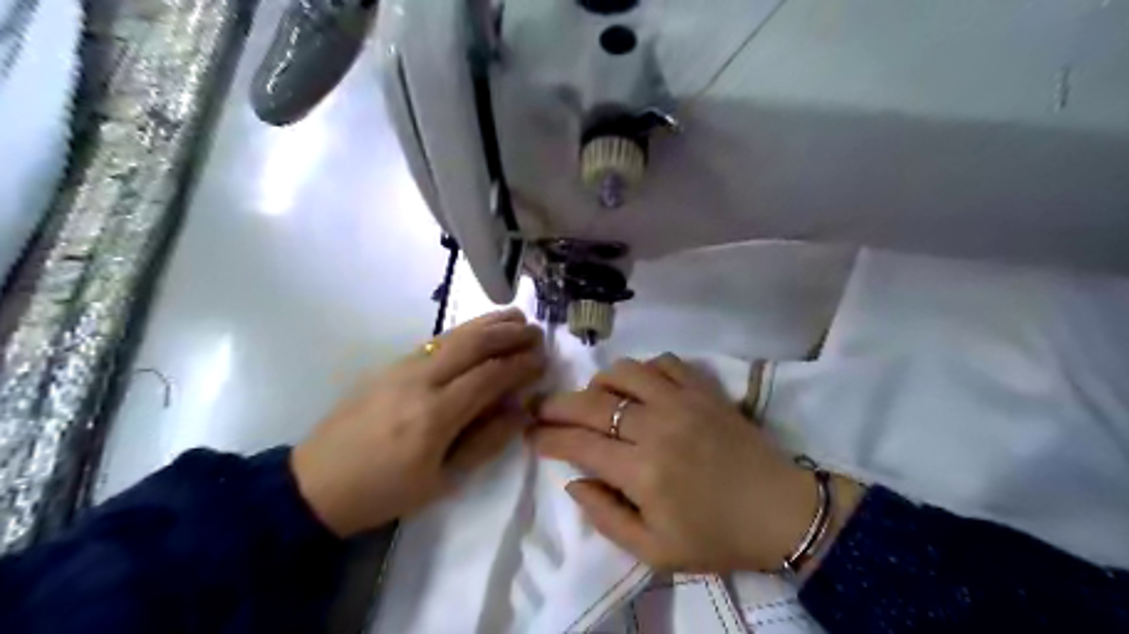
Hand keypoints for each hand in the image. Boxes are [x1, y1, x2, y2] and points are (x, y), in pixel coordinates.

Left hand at [290, 309, 547, 536]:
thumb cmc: (385, 492)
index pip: (490, 376)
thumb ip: (486, 442)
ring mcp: (402, 367)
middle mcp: (421, 381)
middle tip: (537, 332)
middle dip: (510, 334)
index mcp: (435, 415)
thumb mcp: (442, 482)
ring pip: (454, 334)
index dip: (521, 364)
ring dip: (489, 323)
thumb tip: (520, 410)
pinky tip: (479, 330)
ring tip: (517, 316)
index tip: (543, 360)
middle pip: (474, 344)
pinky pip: (436, 341)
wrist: (316, 483)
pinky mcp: (390, 365)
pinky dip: (465, 330)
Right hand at [531, 354, 865, 576]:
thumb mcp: (654, 551)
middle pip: (591, 402)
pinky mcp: (704, 389)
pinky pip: (664, 362)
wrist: (780, 511)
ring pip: (624, 372)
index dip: (548, 438)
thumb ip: (605, 517)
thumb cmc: (716, 536)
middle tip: (542, 409)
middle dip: (557, 404)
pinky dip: (644, 369)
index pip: (579, 444)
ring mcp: (682, 401)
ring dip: (600, 383)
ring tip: (595, 398)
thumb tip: (574, 480)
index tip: (531, 435)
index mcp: (642, 471)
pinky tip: (641, 387)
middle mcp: (656, 427)